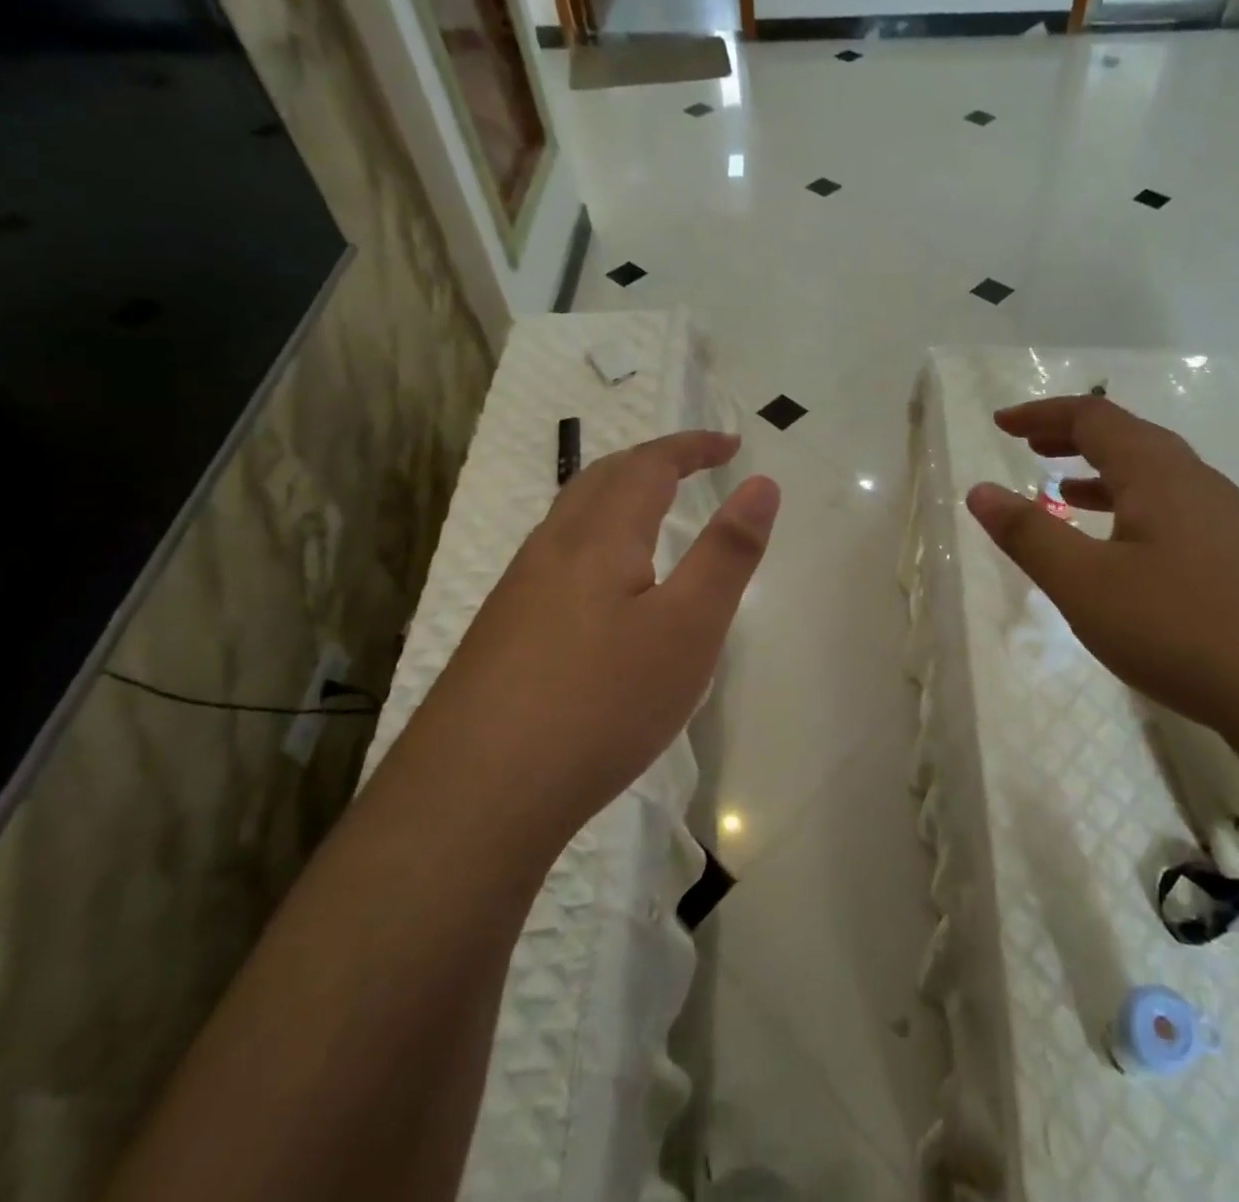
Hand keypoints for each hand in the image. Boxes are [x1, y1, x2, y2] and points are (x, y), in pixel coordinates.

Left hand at [421, 431, 778, 842]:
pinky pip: (555, 558)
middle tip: (695, 466)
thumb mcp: (689, 628)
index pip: (649, 465)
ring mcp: (517, 591)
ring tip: (653, 513)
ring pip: (571, 518)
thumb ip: (728, 553)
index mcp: (599, 537)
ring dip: (617, 496)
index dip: (692, 446)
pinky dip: (594, 540)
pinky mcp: (501, 633)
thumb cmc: (602, 702)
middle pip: (601, 479)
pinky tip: (601, 587)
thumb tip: (761, 484)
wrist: (477, 795)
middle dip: (653, 461)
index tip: (731, 444)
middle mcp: (551, 549)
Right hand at [967, 397, 1238, 752]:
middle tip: (1031, 446)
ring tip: (1066, 492)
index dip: (1042, 414)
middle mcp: (1197, 482)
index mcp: (1157, 473)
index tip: (1000, 424)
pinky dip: (1134, 510)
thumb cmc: (1182, 628)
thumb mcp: (1085, 584)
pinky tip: (1126, 551)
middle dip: (1073, 437)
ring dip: (1104, 474)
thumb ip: (1029, 534)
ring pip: (1156, 477)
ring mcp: (1230, 520)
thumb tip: (978, 490)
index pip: (1092, 417)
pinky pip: (1177, 511)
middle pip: (1129, 438)